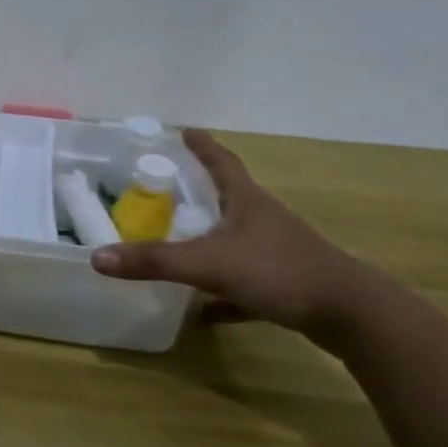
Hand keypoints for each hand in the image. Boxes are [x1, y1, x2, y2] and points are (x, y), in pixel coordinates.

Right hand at [91, 128, 376, 337]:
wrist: (351, 315)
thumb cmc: (279, 271)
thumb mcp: (208, 264)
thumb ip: (153, 261)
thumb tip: (96, 257)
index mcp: (246, 201)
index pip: (221, 162)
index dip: (202, 146)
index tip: (185, 131)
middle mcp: (262, 220)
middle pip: (227, 198)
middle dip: (198, 192)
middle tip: (165, 188)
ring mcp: (276, 252)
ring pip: (234, 240)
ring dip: (207, 240)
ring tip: (175, 242)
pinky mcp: (284, 284)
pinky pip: (243, 283)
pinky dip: (221, 292)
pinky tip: (201, 310)